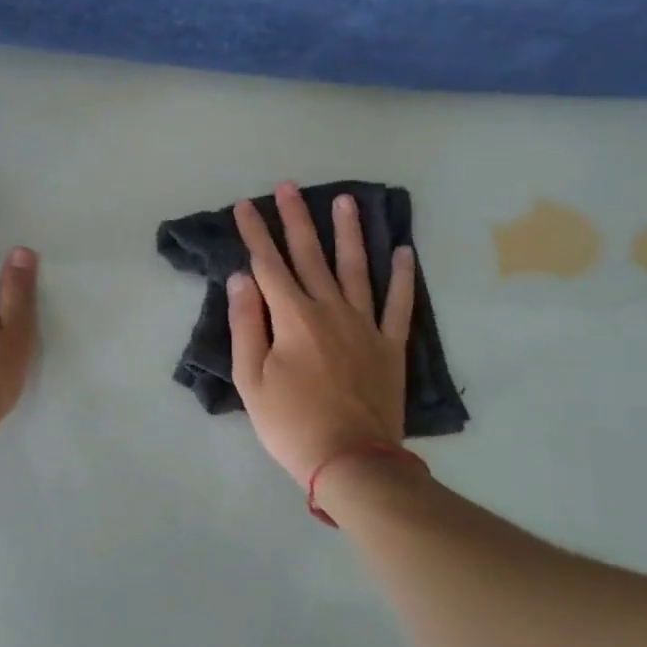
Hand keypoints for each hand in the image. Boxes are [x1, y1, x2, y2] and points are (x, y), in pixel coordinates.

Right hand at [228, 182, 414, 485]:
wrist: (351, 460)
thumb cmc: (291, 423)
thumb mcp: (251, 379)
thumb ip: (246, 324)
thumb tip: (242, 278)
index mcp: (293, 317)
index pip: (268, 265)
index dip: (255, 233)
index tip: (246, 205)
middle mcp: (330, 309)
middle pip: (310, 255)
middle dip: (296, 219)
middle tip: (289, 186)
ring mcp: (364, 325)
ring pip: (356, 268)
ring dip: (349, 232)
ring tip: (346, 200)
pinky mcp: (389, 345)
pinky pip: (398, 303)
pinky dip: (403, 276)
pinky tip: (404, 251)